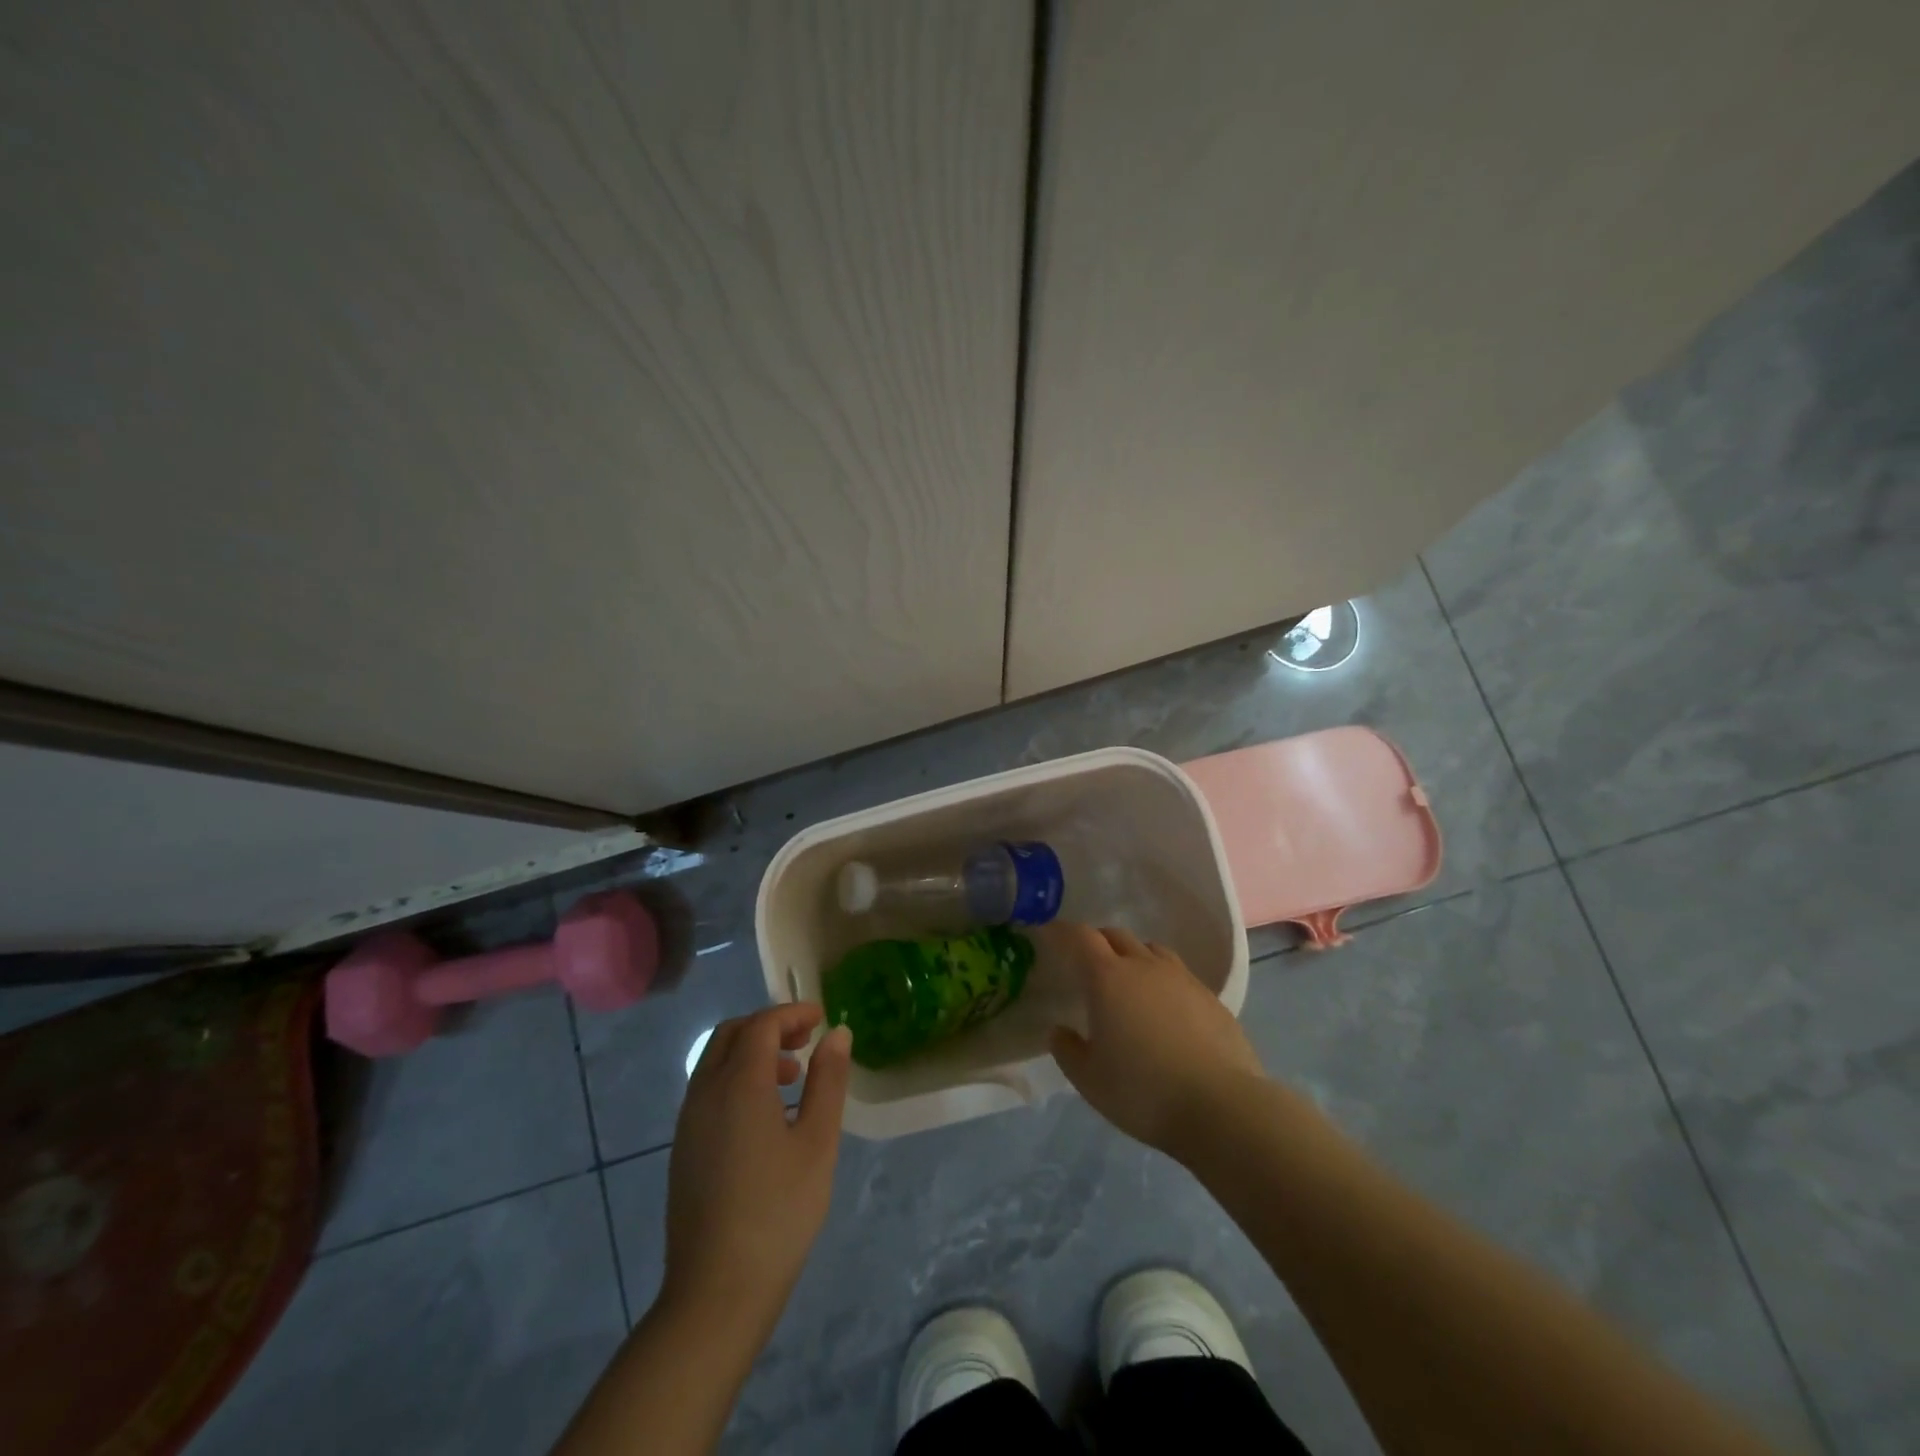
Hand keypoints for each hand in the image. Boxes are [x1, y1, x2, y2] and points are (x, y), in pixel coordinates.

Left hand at [661, 1004, 851, 1328]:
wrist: (716, 1292)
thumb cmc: (778, 1211)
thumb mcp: (817, 1142)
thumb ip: (827, 1080)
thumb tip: (837, 1034)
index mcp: (738, 1083)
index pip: (762, 1025)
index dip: (793, 1014)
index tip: (821, 1019)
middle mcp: (705, 1091)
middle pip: (732, 1034)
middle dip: (770, 1026)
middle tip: (806, 1041)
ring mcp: (688, 1121)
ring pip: (716, 1061)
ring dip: (752, 1053)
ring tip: (792, 1078)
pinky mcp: (683, 1148)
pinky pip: (709, 1089)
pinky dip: (737, 1078)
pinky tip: (766, 1115)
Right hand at [1047, 924, 1264, 1156]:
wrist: (1221, 1106)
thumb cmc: (1143, 1091)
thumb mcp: (1089, 1080)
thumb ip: (1068, 1050)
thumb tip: (1060, 1030)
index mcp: (1108, 977)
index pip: (1080, 937)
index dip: (1061, 932)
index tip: (1048, 935)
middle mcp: (1144, 965)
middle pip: (1115, 935)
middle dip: (1097, 942)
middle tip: (1085, 963)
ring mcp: (1181, 978)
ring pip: (1150, 949)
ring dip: (1133, 955)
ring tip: (1128, 981)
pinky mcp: (1210, 997)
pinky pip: (1178, 974)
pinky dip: (1162, 979)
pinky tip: (1164, 1009)